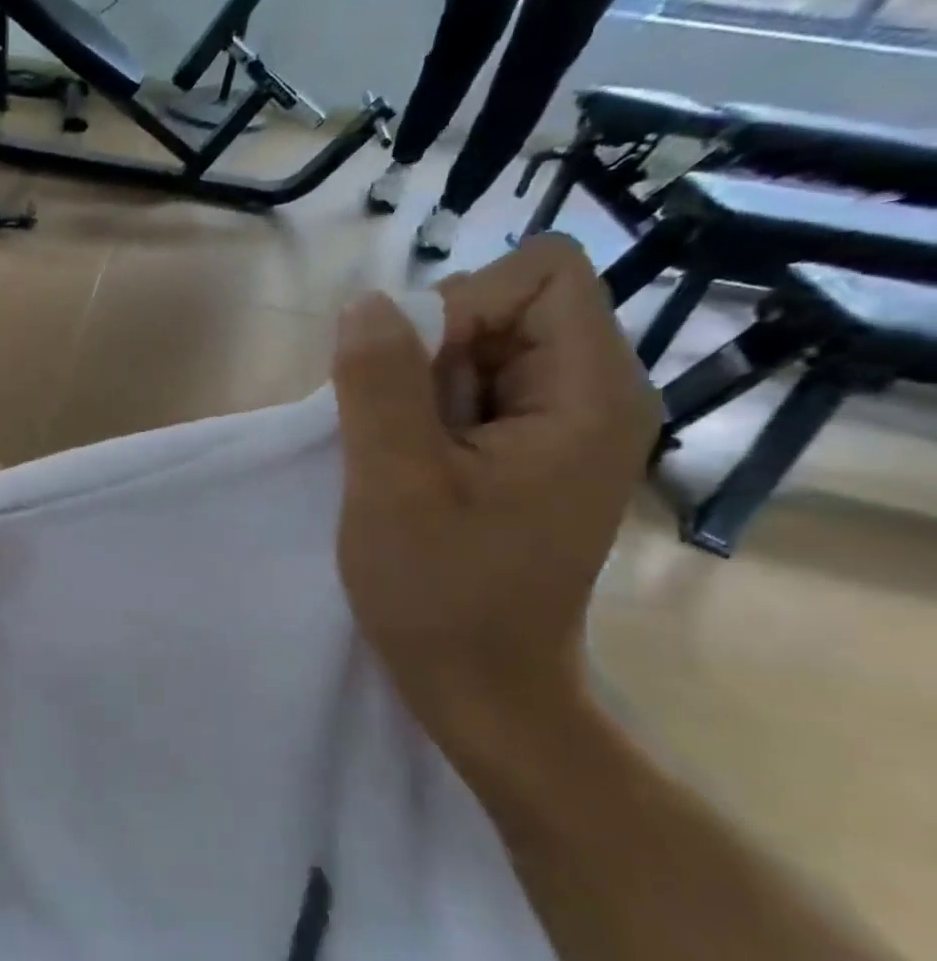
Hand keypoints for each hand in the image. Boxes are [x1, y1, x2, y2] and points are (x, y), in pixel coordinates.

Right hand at [332, 237, 660, 760]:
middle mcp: (594, 396)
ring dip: (418, 390)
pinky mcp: (530, 452)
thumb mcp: (394, 483)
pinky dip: (424, 414)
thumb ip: (379, 384)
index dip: (462, 307)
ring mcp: (564, 426)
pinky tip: (407, 467)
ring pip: (477, 349)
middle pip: (506, 306)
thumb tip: (365, 301)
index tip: (414, 385)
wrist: (481, 687)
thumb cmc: (441, 592)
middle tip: (401, 437)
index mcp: (590, 395)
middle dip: (431, 355)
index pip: (540, 273)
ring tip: (401, 460)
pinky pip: (470, 391)